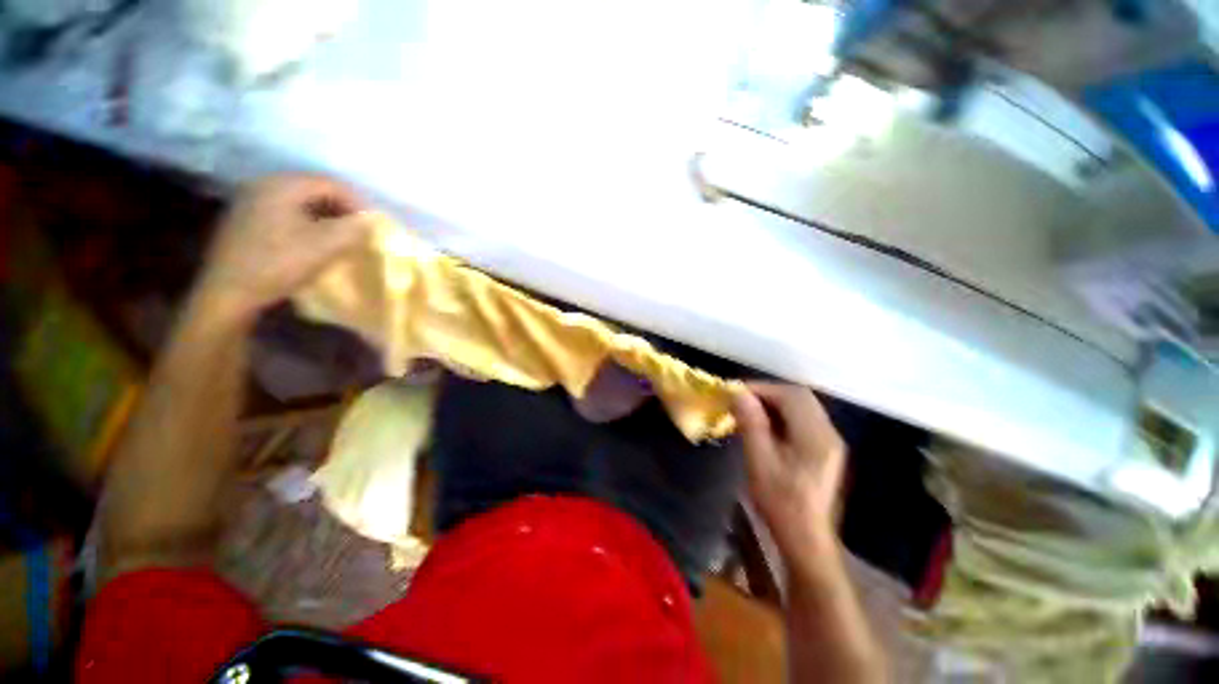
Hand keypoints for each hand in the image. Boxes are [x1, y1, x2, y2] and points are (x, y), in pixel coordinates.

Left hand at [197, 174, 370, 323]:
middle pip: (314, 189)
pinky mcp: (245, 219)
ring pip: (300, 201)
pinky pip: (284, 211)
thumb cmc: (279, 263)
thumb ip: (354, 228)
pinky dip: (305, 222)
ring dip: (324, 217)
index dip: (357, 203)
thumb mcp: (325, 246)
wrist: (229, 291)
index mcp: (283, 185)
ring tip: (338, 238)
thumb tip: (373, 220)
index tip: (371, 226)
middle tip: (357, 231)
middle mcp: (264, 184)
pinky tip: (311, 241)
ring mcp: (250, 200)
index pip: (331, 184)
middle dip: (341, 209)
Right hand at [732, 382, 846, 567]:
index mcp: (815, 436)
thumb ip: (752, 425)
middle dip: (768, 393)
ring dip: (774, 403)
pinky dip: (782, 415)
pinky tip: (765, 426)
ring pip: (802, 407)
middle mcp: (828, 433)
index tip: (736, 391)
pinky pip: (803, 420)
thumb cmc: (781, 503)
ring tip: (749, 410)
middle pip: (799, 397)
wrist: (807, 539)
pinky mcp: (826, 450)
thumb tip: (739, 394)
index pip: (790, 395)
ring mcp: (830, 441)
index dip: (761, 388)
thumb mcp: (760, 462)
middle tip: (741, 400)